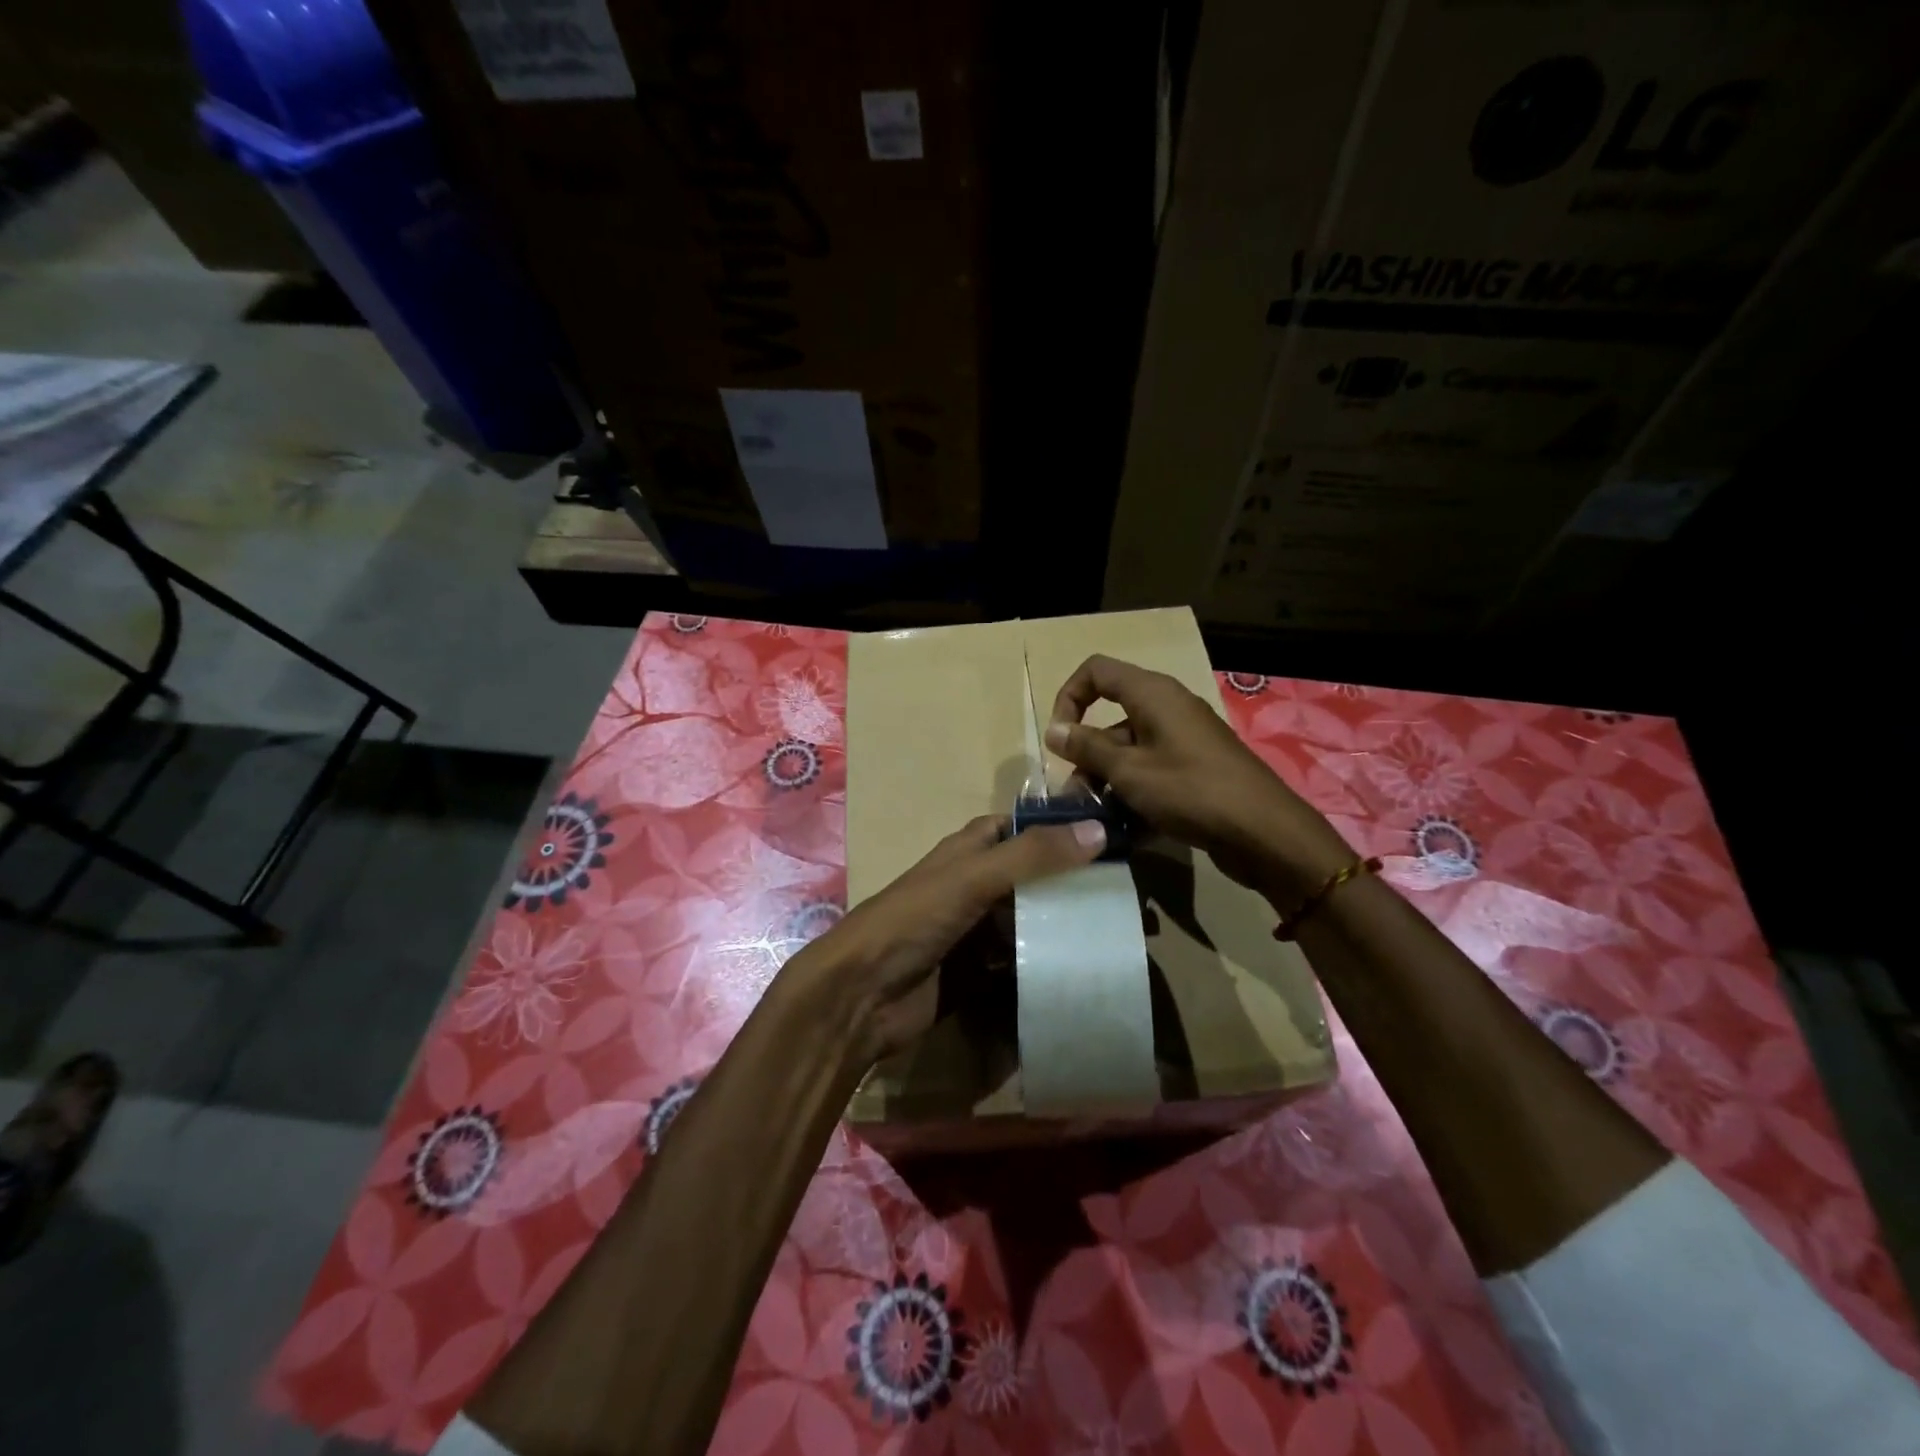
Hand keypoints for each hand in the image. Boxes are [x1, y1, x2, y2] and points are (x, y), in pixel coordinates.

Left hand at [781, 815, 1106, 1063]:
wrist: (861, 996)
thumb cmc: (912, 920)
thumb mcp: (972, 878)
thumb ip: (1032, 856)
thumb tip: (1099, 829)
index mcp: (968, 851)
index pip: (1019, 827)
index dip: (1057, 826)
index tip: (1110, 833)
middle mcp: (975, 885)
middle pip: (1032, 876)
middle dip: (1072, 881)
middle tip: (1127, 892)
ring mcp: (976, 930)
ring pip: (1030, 919)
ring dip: (1065, 924)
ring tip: (1118, 930)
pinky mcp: (979, 971)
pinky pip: (1021, 961)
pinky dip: (1047, 961)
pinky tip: (1084, 968)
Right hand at [1045, 654, 1350, 895]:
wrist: (1263, 832)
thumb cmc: (1190, 790)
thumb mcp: (1129, 770)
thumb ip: (1087, 748)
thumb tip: (1053, 730)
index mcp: (1152, 694)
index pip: (1096, 672)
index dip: (1069, 697)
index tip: (1059, 737)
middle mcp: (1167, 708)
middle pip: (1110, 719)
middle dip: (1087, 756)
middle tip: (1076, 795)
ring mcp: (1183, 740)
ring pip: (1129, 752)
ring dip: (1107, 781)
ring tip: (1098, 819)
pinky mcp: (1194, 769)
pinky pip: (1152, 772)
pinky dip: (1134, 793)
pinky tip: (1126, 829)